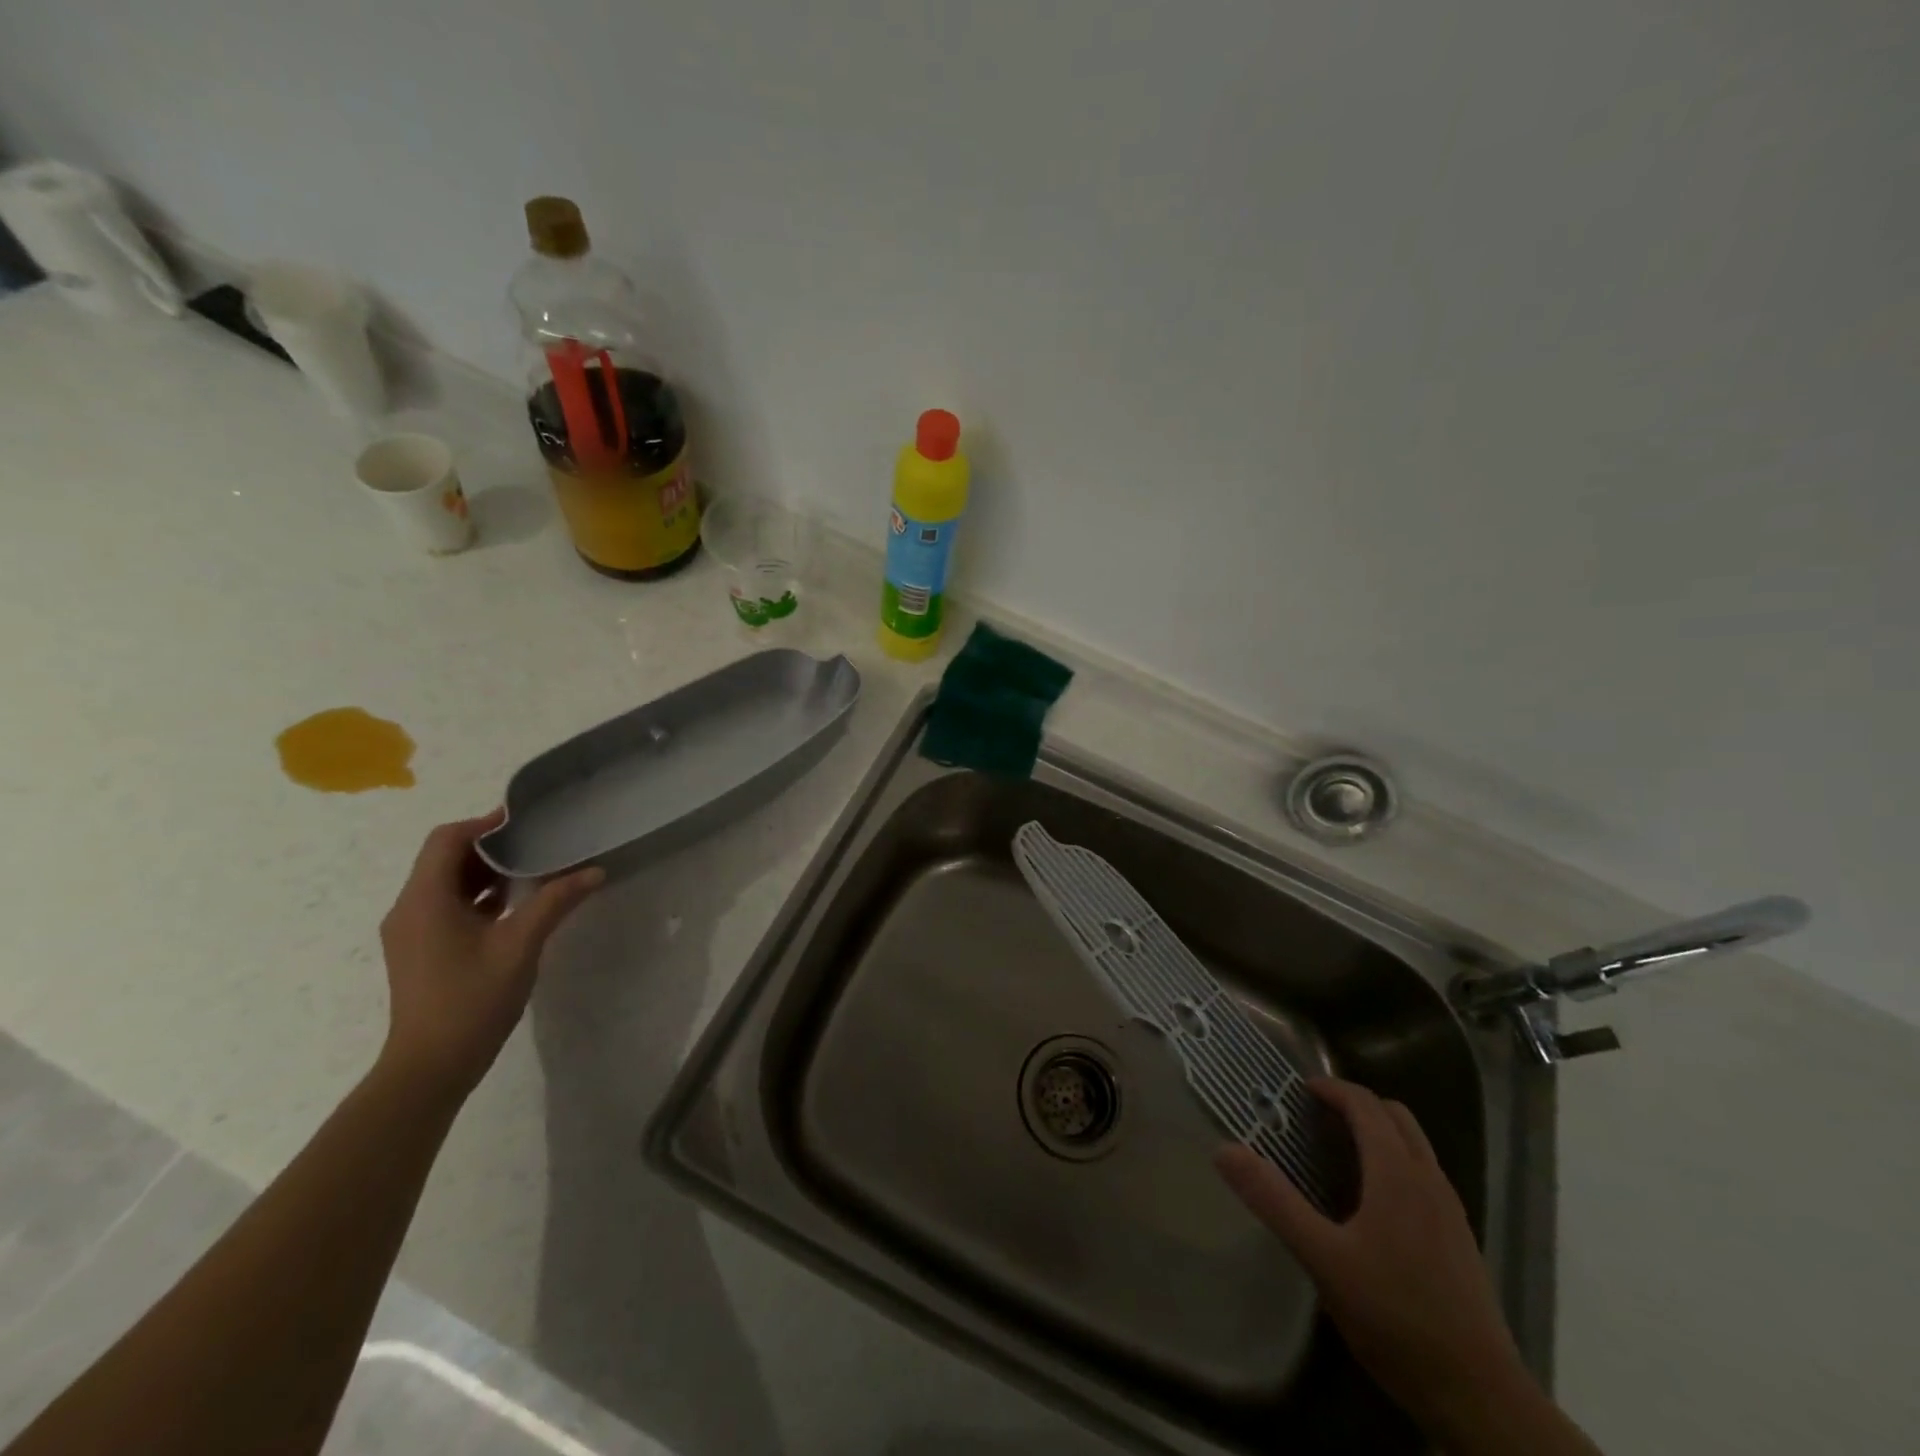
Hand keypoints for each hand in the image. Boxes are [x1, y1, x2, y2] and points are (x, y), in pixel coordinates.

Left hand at [376, 809, 603, 1098]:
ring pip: (447, 883)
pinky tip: (515, 905)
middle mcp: (409, 909)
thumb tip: (594, 871)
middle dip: (490, 846)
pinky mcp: (420, 950)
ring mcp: (412, 932)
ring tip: (534, 869)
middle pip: (445, 858)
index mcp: (424, 900)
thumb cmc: (472, 1000)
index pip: (447, 840)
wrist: (430, 1067)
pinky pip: (447, 906)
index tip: (526, 822)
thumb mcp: (520, 945)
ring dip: (486, 872)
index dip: (484, 824)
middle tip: (538, 842)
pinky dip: (478, 897)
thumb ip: (555, 902)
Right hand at [1215, 1078, 1525, 1434]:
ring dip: (1378, 1131)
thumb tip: (1225, 1150)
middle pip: (1395, 1116)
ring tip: (1337, 1153)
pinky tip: (1371, 1203)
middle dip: (1355, 1105)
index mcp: (1397, 1173)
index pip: (1365, 1105)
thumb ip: (1273, 1201)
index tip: (1297, 1092)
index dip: (1331, 1089)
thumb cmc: (1395, 1318)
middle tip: (1315, 1118)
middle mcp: (1428, 1180)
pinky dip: (1395, 1161)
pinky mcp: (1459, 1239)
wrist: (1480, 1396)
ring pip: (1415, 1145)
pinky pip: (1424, 1174)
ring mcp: (1450, 1210)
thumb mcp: (1322, 1259)